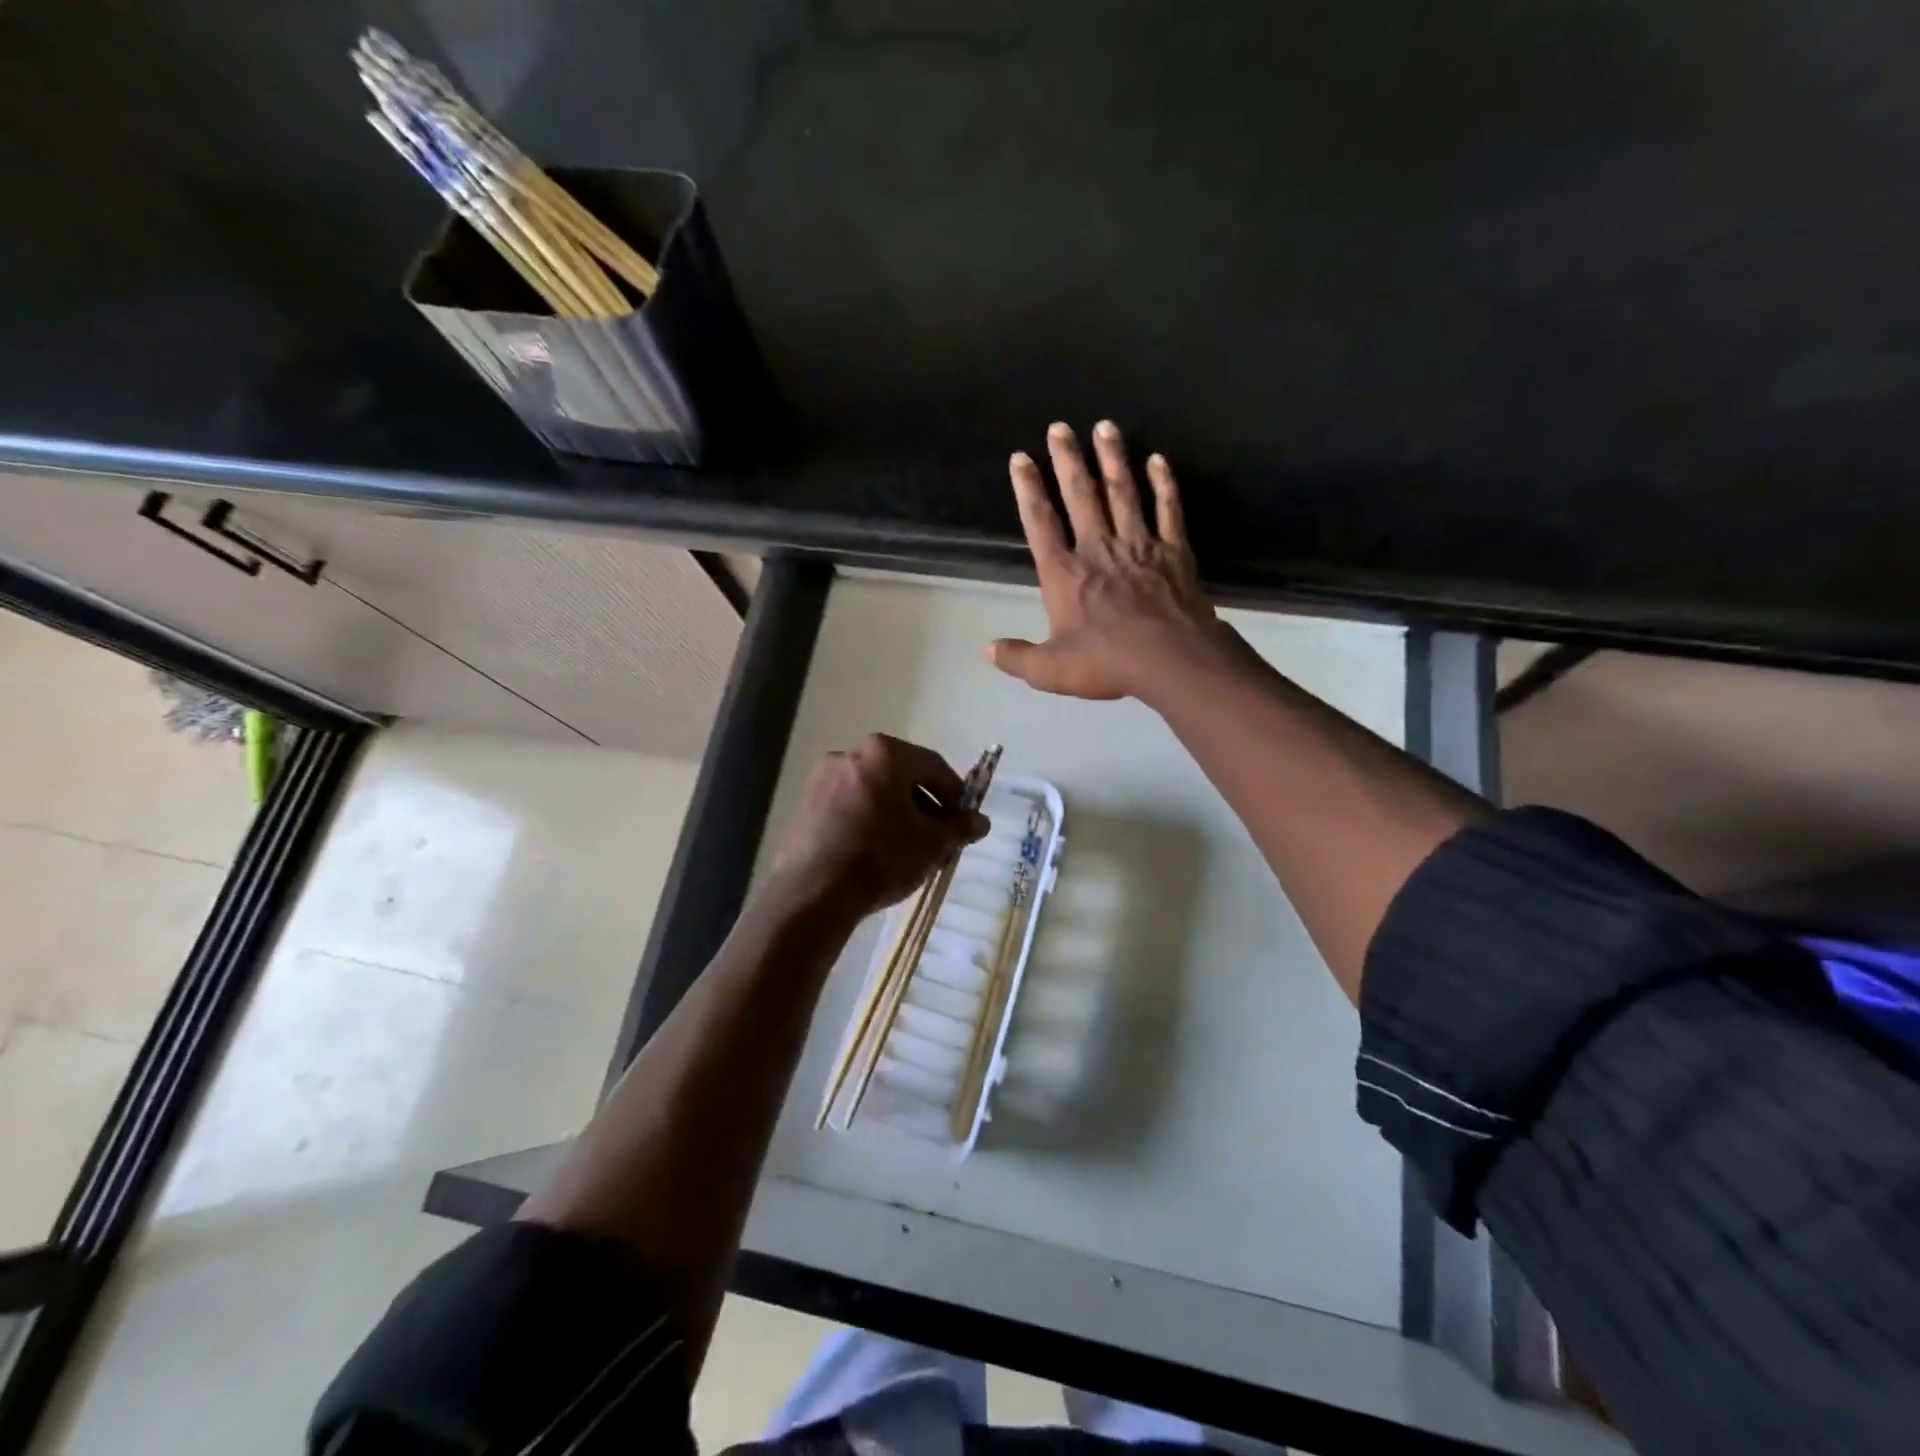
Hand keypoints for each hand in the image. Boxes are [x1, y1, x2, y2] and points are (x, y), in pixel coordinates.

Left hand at [768, 734, 989, 921]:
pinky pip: (849, 805)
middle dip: (925, 805)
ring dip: (897, 813)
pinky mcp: (805, 804)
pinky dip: (869, 820)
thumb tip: (980, 821)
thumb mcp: (932, 844)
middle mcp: (850, 753)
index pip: (934, 766)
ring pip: (874, 791)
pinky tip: (876, 851)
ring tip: (909, 848)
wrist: (814, 892)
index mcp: (885, 753)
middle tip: (939, 837)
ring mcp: (823, 778)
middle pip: (901, 776)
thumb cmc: (882, 857)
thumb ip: (960, 827)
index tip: (964, 822)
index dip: (955, 795)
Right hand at [989, 421, 1227, 701]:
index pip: (1040, 523)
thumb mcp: (1050, 670)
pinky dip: (1163, 484)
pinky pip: (1167, 509)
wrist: (1171, 660)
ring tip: (1105, 426)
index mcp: (1064, 574)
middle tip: (1060, 427)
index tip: (1020, 458)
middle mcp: (1098, 549)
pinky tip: (1158, 460)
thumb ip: (1017, 657)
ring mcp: (1139, 545)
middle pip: (1080, 496)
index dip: (1028, 489)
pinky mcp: (1173, 551)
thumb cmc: (1106, 662)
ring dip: (1112, 458)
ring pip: (1122, 492)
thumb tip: (986, 650)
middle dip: (1067, 460)